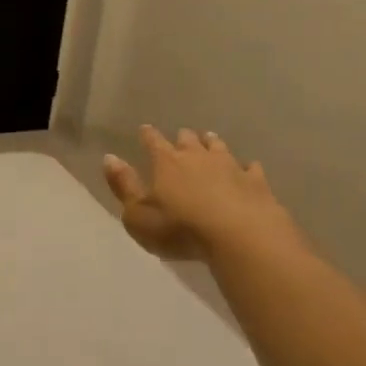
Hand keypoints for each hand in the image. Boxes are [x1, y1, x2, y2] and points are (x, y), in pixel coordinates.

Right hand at [103, 126, 302, 262]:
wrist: (240, 236)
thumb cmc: (180, 229)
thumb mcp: (138, 215)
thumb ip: (124, 186)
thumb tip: (109, 157)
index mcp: (166, 163)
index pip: (154, 143)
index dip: (148, 136)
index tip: (145, 128)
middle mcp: (198, 158)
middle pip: (189, 141)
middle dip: (183, 138)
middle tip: (181, 136)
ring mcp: (230, 167)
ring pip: (219, 148)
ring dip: (212, 143)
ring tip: (210, 139)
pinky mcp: (256, 183)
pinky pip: (250, 169)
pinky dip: (247, 167)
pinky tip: (248, 167)